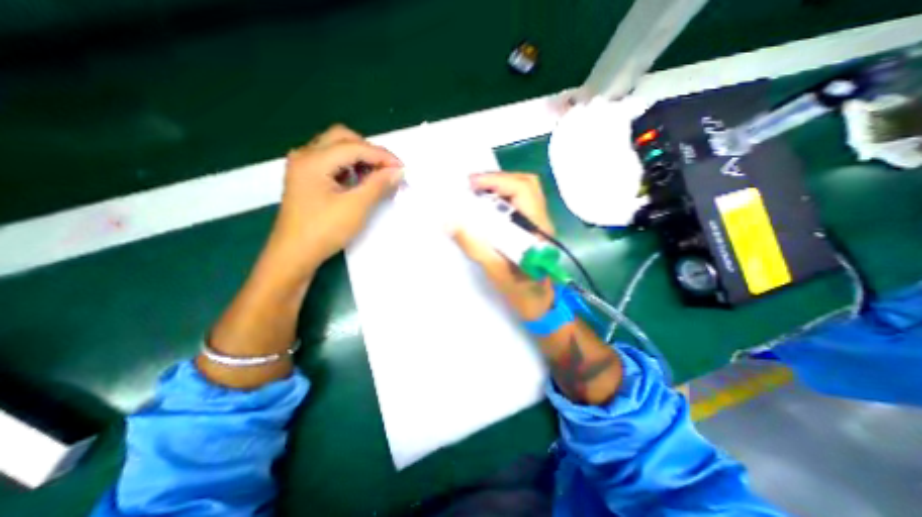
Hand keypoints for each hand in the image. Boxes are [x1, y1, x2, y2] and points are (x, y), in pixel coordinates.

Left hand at [264, 124, 400, 279]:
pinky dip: (349, 166)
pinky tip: (359, 181)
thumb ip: (378, 185)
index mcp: (314, 160)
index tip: (402, 168)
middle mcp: (305, 156)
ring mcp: (303, 167)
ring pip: (336, 148)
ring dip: (359, 157)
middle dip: (369, 151)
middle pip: (343, 138)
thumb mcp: (356, 207)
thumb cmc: (324, 231)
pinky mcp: (305, 179)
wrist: (294, 255)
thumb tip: (398, 171)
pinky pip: (331, 161)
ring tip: (376, 175)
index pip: (354, 147)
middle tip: (388, 169)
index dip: (382, 156)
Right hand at [453, 175, 553, 318]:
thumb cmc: (521, 291)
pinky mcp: (531, 228)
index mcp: (536, 227)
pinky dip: (500, 199)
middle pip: (525, 184)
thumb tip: (450, 222)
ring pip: (522, 192)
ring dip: (498, 188)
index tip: (470, 186)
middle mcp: (541, 219)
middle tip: (472, 188)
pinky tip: (485, 209)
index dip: (496, 181)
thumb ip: (474, 245)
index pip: (523, 189)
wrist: (539, 304)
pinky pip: (517, 204)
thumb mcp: (495, 270)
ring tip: (476, 195)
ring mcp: (537, 223)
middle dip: (497, 180)